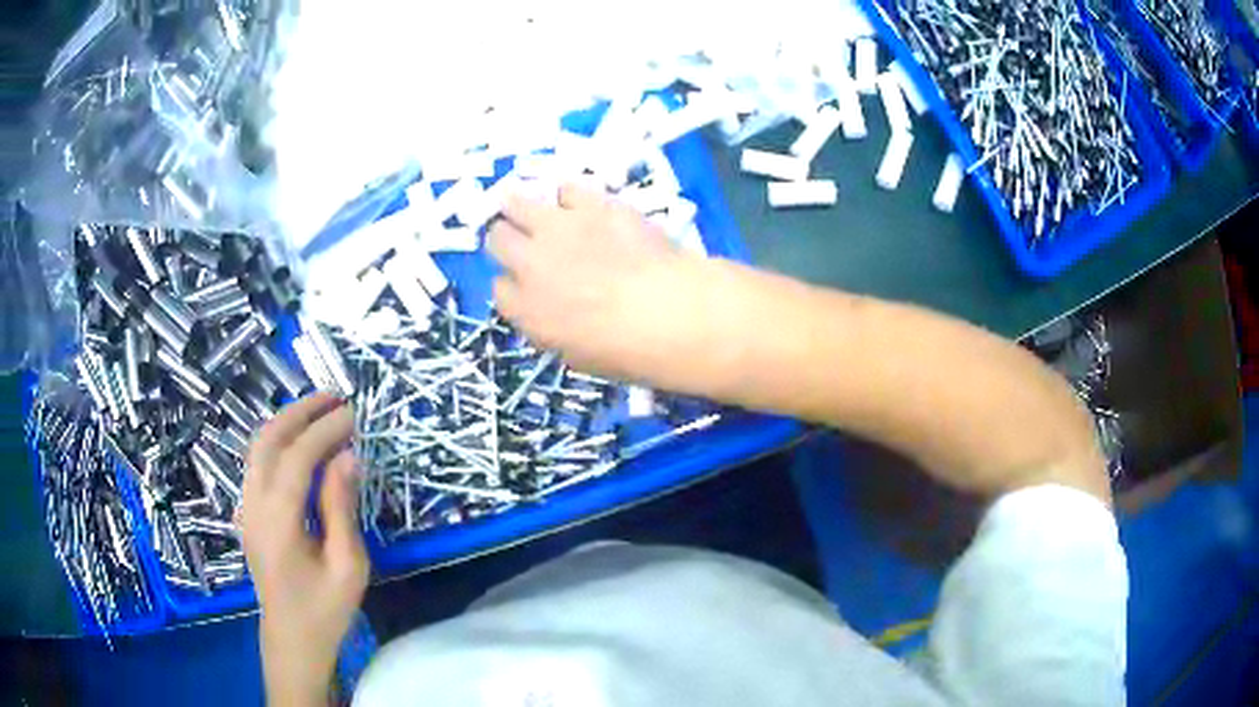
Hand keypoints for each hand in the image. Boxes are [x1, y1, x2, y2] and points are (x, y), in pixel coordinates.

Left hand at [241, 393, 368, 704]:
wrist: (292, 638)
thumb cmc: (325, 609)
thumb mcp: (347, 565)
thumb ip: (341, 508)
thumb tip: (347, 456)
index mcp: (278, 523)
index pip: (296, 458)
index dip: (323, 431)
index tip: (352, 414)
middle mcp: (254, 506)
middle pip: (268, 441)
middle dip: (299, 413)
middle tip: (335, 398)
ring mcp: (246, 508)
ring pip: (258, 448)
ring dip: (287, 422)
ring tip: (320, 411)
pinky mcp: (248, 513)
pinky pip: (258, 463)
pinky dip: (279, 441)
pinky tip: (301, 442)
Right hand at [488, 183, 697, 380]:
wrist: (667, 313)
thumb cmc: (626, 351)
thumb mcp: (576, 356)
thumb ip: (550, 329)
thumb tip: (550, 313)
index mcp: (524, 309)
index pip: (500, 288)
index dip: (514, 285)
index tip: (529, 286)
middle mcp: (529, 263)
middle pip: (497, 239)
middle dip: (508, 241)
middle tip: (526, 243)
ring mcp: (557, 228)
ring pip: (516, 202)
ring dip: (520, 206)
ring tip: (534, 210)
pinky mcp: (590, 204)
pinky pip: (565, 189)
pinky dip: (568, 196)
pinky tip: (580, 202)